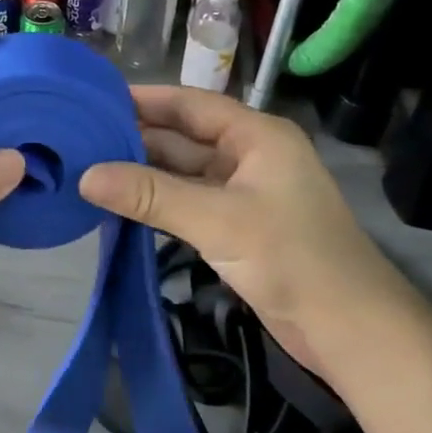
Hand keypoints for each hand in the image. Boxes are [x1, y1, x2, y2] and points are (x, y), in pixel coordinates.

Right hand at [77, 86, 416, 383]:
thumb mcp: (217, 220)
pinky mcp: (237, 228)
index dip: (144, 99)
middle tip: (79, 139)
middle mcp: (249, 156)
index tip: (95, 100)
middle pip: (183, 138)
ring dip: (142, 174)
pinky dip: (156, 203)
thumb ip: (150, 195)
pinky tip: (119, 205)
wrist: (352, 333)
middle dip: (135, 138)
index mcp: (257, 136)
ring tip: (88, 169)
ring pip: (182, 173)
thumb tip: (85, 176)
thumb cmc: (292, 258)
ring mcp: (243, 194)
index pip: (190, 104)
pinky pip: (186, 203)